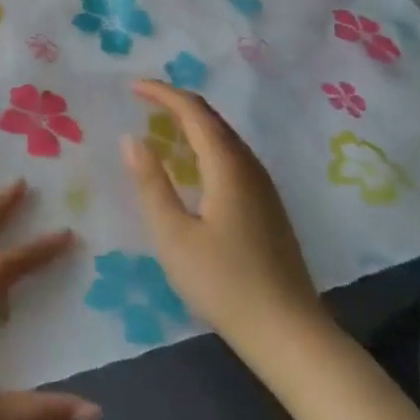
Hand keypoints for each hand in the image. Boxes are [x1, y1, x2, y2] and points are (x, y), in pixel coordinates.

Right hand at [122, 80, 338, 380]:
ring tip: (159, 125)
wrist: (288, 333)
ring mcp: (264, 188)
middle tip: (141, 100)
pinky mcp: (267, 207)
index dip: (162, 93)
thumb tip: (131, 138)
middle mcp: (250, 168)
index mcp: (228, 167)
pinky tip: (191, 165)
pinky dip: (205, 145)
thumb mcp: (173, 235)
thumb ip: (150, 183)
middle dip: (176, 103)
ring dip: (192, 123)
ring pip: (225, 138)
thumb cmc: (223, 283)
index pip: (194, 111)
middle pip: (213, 119)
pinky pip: (232, 157)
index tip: (131, 86)